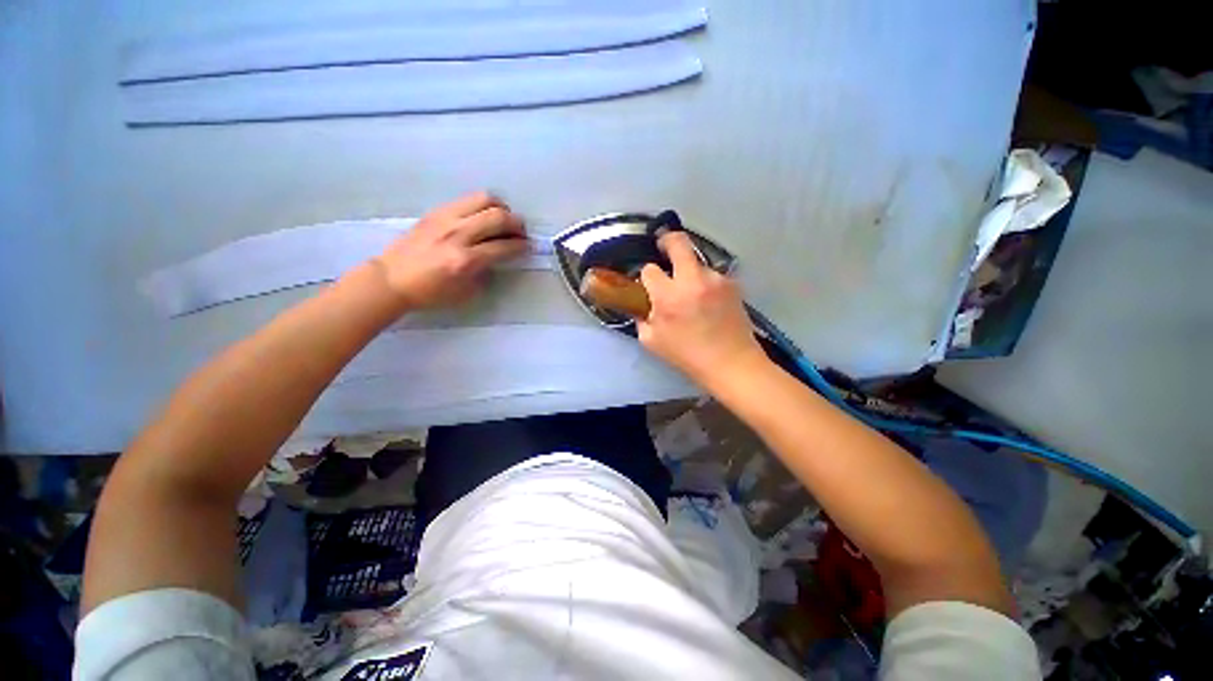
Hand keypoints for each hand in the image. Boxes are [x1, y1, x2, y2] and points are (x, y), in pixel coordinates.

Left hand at [373, 192, 528, 309]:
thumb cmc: (431, 292)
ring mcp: (445, 219)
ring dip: (500, 208)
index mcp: (466, 260)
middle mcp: (458, 234)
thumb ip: (485, 272)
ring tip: (502, 219)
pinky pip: (467, 200)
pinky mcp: (436, 211)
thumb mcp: (466, 292)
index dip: (522, 246)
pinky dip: (482, 206)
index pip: (504, 246)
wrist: (392, 279)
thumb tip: (497, 257)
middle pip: (498, 216)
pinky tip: (482, 217)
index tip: (528, 246)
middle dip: (517, 224)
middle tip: (520, 232)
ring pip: (484, 199)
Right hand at [637, 232, 765, 385]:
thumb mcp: (652, 341)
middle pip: (678, 242)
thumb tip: (642, 304)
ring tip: (693, 293)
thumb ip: (641, 318)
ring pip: (696, 261)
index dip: (647, 276)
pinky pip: (712, 275)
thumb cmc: (687, 356)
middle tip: (663, 248)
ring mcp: (715, 279)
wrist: (731, 363)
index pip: (649, 270)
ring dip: (689, 271)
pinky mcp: (732, 283)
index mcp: (668, 297)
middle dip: (667, 241)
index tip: (650, 285)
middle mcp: (692, 281)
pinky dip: (705, 283)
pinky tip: (709, 302)